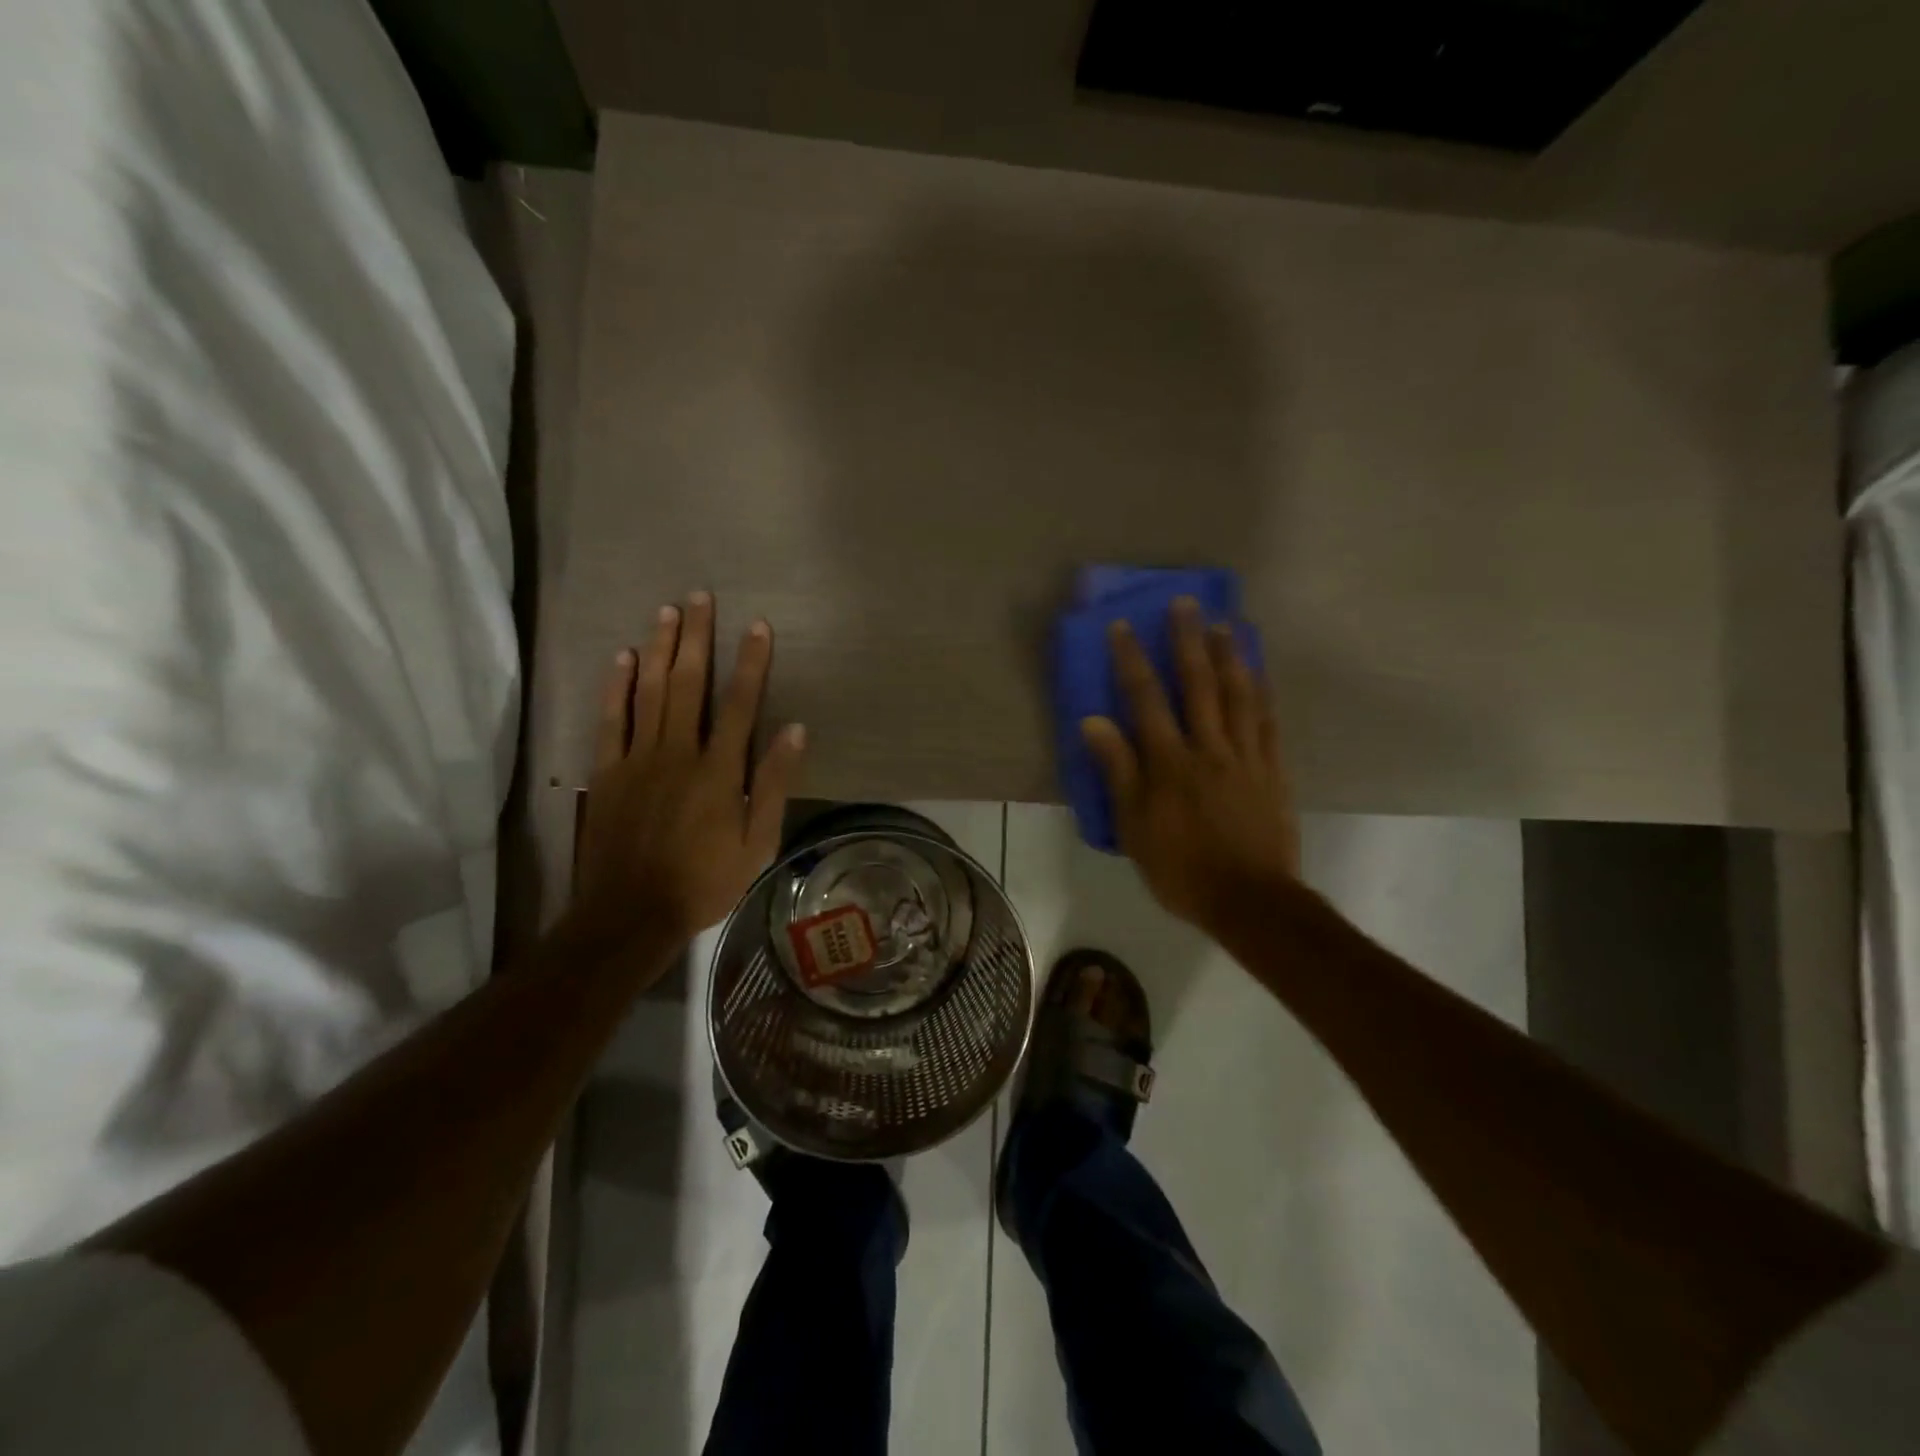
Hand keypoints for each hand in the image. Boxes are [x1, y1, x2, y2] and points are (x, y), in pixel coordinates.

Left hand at [570, 593, 804, 955]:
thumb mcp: (757, 842)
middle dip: (697, 638)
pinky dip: (617, 686)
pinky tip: (624, 657)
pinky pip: (611, 719)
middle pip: (689, 684)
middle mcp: (678, 752)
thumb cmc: (703, 881)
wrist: (630, 913)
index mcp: (719, 770)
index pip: (740, 704)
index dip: (751, 662)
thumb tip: (794, 729)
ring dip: (660, 648)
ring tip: (668, 611)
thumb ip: (773, 783)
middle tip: (700, 597)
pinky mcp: (608, 771)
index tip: (758, 626)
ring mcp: (638, 758)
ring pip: (650, 691)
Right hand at [1081, 598, 1299, 933]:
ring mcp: (1246, 756)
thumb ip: (1118, 770)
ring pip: (1239, 695)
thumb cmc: (1181, 868)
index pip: (1146, 700)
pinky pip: (1268, 721)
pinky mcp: (1272, 770)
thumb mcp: (1134, 826)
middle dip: (1188, 641)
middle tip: (1185, 602)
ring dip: (1230, 655)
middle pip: (1198, 684)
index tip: (1123, 625)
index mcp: (1170, 763)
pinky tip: (1259, 672)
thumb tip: (1094, 721)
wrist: (1250, 900)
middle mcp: (1209, 748)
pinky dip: (1263, 691)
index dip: (1132, 660)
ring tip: (1225, 623)